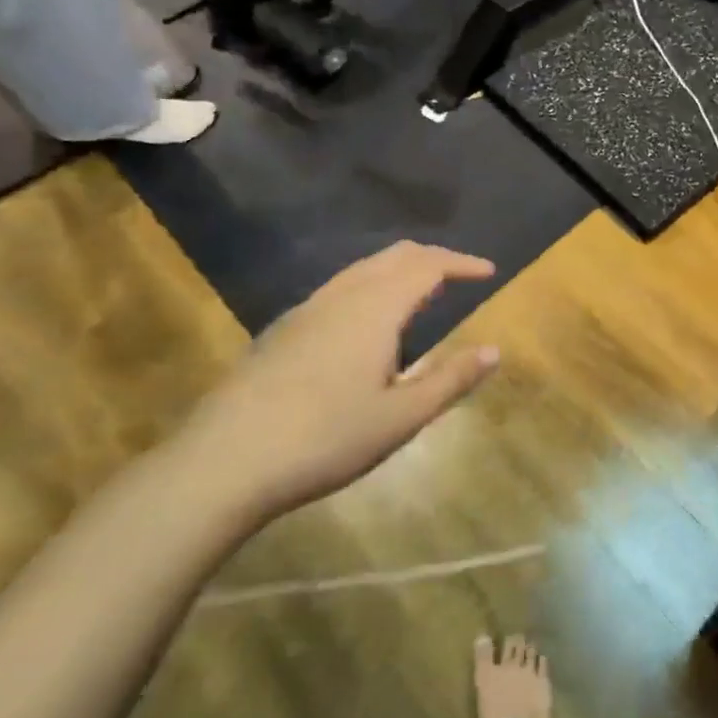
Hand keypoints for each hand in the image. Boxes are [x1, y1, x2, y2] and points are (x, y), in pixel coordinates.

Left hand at [174, 242, 500, 525]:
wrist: (222, 462)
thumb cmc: (324, 439)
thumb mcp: (401, 418)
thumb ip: (451, 380)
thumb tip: (494, 351)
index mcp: (376, 308)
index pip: (428, 265)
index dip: (462, 263)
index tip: (489, 272)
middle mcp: (342, 295)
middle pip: (395, 256)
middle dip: (433, 258)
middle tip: (460, 276)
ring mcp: (306, 310)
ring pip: (363, 269)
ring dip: (399, 271)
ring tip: (421, 296)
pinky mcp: (282, 330)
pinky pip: (340, 288)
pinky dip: (371, 286)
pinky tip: (368, 326)